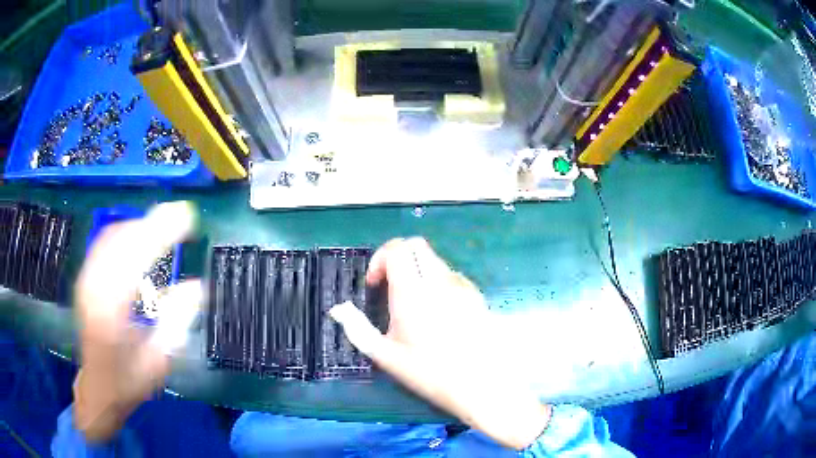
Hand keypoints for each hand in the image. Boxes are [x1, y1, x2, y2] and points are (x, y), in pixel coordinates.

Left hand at [73, 202, 201, 442]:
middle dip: (152, 222)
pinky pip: (104, 243)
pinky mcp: (84, 279)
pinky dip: (125, 232)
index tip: (186, 218)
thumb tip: (197, 286)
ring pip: (112, 237)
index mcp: (111, 311)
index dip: (161, 233)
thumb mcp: (158, 361)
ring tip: (164, 222)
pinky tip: (138, 234)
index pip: (135, 258)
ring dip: (139, 225)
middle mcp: (93, 288)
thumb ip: (175, 322)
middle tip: (181, 213)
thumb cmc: (129, 380)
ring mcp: (86, 280)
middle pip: (122, 240)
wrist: (98, 388)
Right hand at [330, 238, 550, 449]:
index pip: (397, 249)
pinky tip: (437, 311)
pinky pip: (451, 275)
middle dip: (398, 257)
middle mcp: (438, 281)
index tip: (374, 285)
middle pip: (416, 245)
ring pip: (435, 259)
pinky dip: (437, 281)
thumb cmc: (428, 372)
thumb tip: (339, 309)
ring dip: (418, 269)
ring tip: (413, 302)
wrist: (479, 383)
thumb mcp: (386, 355)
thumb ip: (357, 329)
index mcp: (412, 291)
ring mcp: (460, 286)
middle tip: (390, 285)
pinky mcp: (475, 295)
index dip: (379, 259)